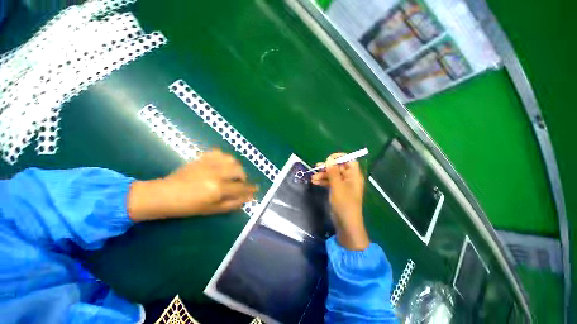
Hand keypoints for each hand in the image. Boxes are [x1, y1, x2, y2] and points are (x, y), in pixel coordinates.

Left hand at [128, 149, 256, 220]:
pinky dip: (225, 158)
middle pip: (239, 170)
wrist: (164, 194)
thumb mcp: (212, 210)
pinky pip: (219, 153)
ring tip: (232, 173)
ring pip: (232, 160)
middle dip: (243, 177)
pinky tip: (223, 164)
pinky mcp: (202, 158)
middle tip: (240, 183)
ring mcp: (209, 164)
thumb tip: (248, 198)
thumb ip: (233, 203)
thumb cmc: (188, 206)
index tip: (255, 189)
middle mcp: (216, 174)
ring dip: (236, 167)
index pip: (241, 187)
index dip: (250, 189)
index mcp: (218, 189)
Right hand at [312, 153, 369, 249]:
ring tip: (313, 178)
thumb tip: (329, 159)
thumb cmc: (344, 203)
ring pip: (332, 175)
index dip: (339, 157)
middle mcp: (349, 179)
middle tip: (316, 168)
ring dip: (323, 175)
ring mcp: (343, 185)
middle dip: (327, 168)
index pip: (349, 161)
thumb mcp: (337, 186)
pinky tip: (315, 182)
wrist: (345, 223)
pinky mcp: (338, 191)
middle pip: (338, 168)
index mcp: (354, 176)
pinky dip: (323, 182)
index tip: (328, 159)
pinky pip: (330, 182)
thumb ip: (333, 172)